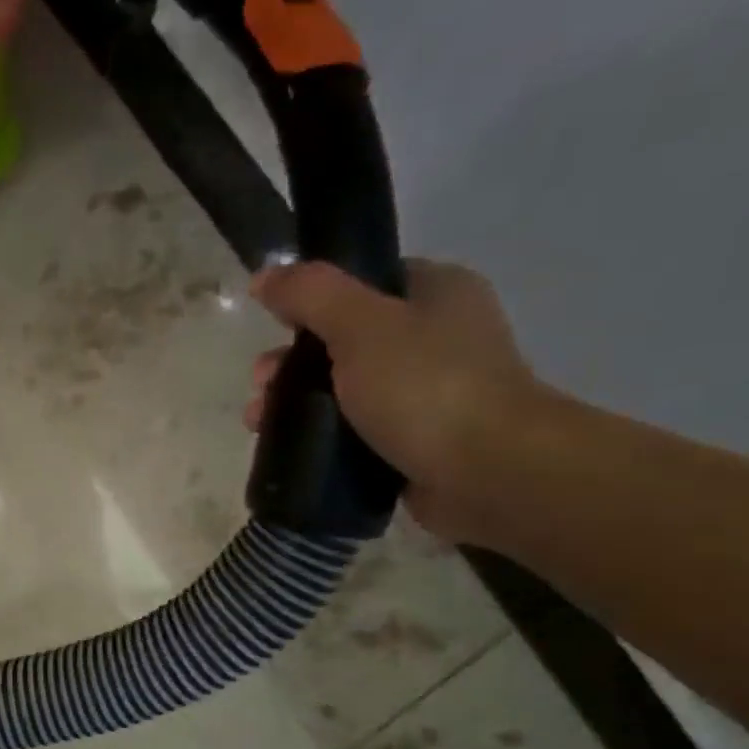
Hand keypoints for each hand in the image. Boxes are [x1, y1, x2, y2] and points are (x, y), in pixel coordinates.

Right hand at [247, 258, 544, 543]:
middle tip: (261, 387)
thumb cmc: (425, 386)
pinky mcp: (416, 440)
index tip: (274, 329)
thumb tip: (264, 275)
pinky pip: (355, 430)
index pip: (363, 282)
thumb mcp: (359, 325)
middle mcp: (436, 337)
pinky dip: (322, 436)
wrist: (488, 472)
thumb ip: (309, 294)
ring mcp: (428, 392)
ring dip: (297, 403)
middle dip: (292, 363)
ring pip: (344, 389)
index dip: (311, 302)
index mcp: (436, 292)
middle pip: (343, 340)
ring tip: (260, 425)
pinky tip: (290, 447)